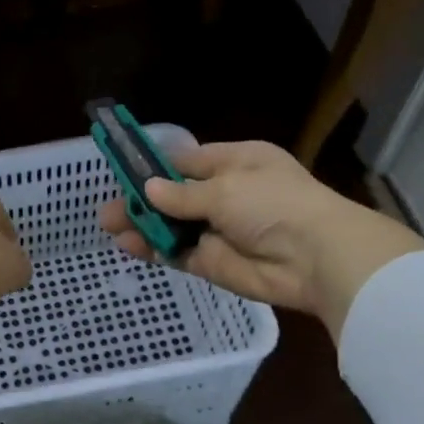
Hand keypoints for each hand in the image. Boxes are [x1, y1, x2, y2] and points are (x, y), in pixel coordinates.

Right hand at [97, 140, 423, 337]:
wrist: (315, 258)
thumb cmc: (273, 204)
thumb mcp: (225, 188)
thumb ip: (182, 194)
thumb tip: (149, 189)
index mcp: (236, 162)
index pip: (187, 161)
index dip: (155, 166)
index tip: (122, 171)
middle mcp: (226, 194)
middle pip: (174, 196)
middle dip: (142, 200)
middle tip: (108, 208)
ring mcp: (217, 230)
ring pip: (171, 226)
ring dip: (142, 225)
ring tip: (108, 227)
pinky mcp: (212, 262)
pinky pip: (177, 253)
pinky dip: (154, 249)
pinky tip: (128, 245)